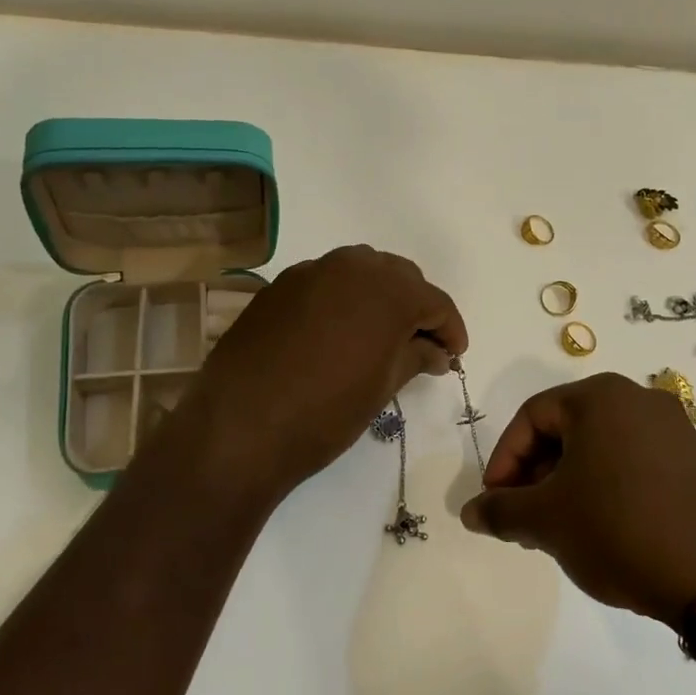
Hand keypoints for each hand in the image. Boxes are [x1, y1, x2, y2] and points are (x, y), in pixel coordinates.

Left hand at [189, 245, 467, 498]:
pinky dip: (343, 299)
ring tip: (382, 336)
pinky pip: (326, 282)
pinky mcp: (279, 286)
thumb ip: (416, 357)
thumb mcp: (382, 387)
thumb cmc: (326, 412)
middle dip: (416, 307)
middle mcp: (351, 267)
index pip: (434, 302)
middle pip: (399, 277)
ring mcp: (310, 272)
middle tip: (422, 345)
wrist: (241, 427)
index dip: (450, 329)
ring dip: (379, 297)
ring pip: (361, 271)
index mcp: (388, 290)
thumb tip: (435, 351)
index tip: (454, 355)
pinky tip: (339, 332)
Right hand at [460, 373, 695, 624]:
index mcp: (601, 396)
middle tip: (522, 518)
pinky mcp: (695, 460)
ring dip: (567, 483)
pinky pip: (632, 462)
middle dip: (535, 475)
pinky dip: (604, 486)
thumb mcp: (546, 520)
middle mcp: (639, 399)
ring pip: (599, 447)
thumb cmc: (617, 529)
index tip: (495, 502)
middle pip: (566, 430)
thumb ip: (500, 510)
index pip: (531, 417)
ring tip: (557, 529)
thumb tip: (470, 512)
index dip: (503, 460)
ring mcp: (674, 428)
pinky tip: (599, 528)